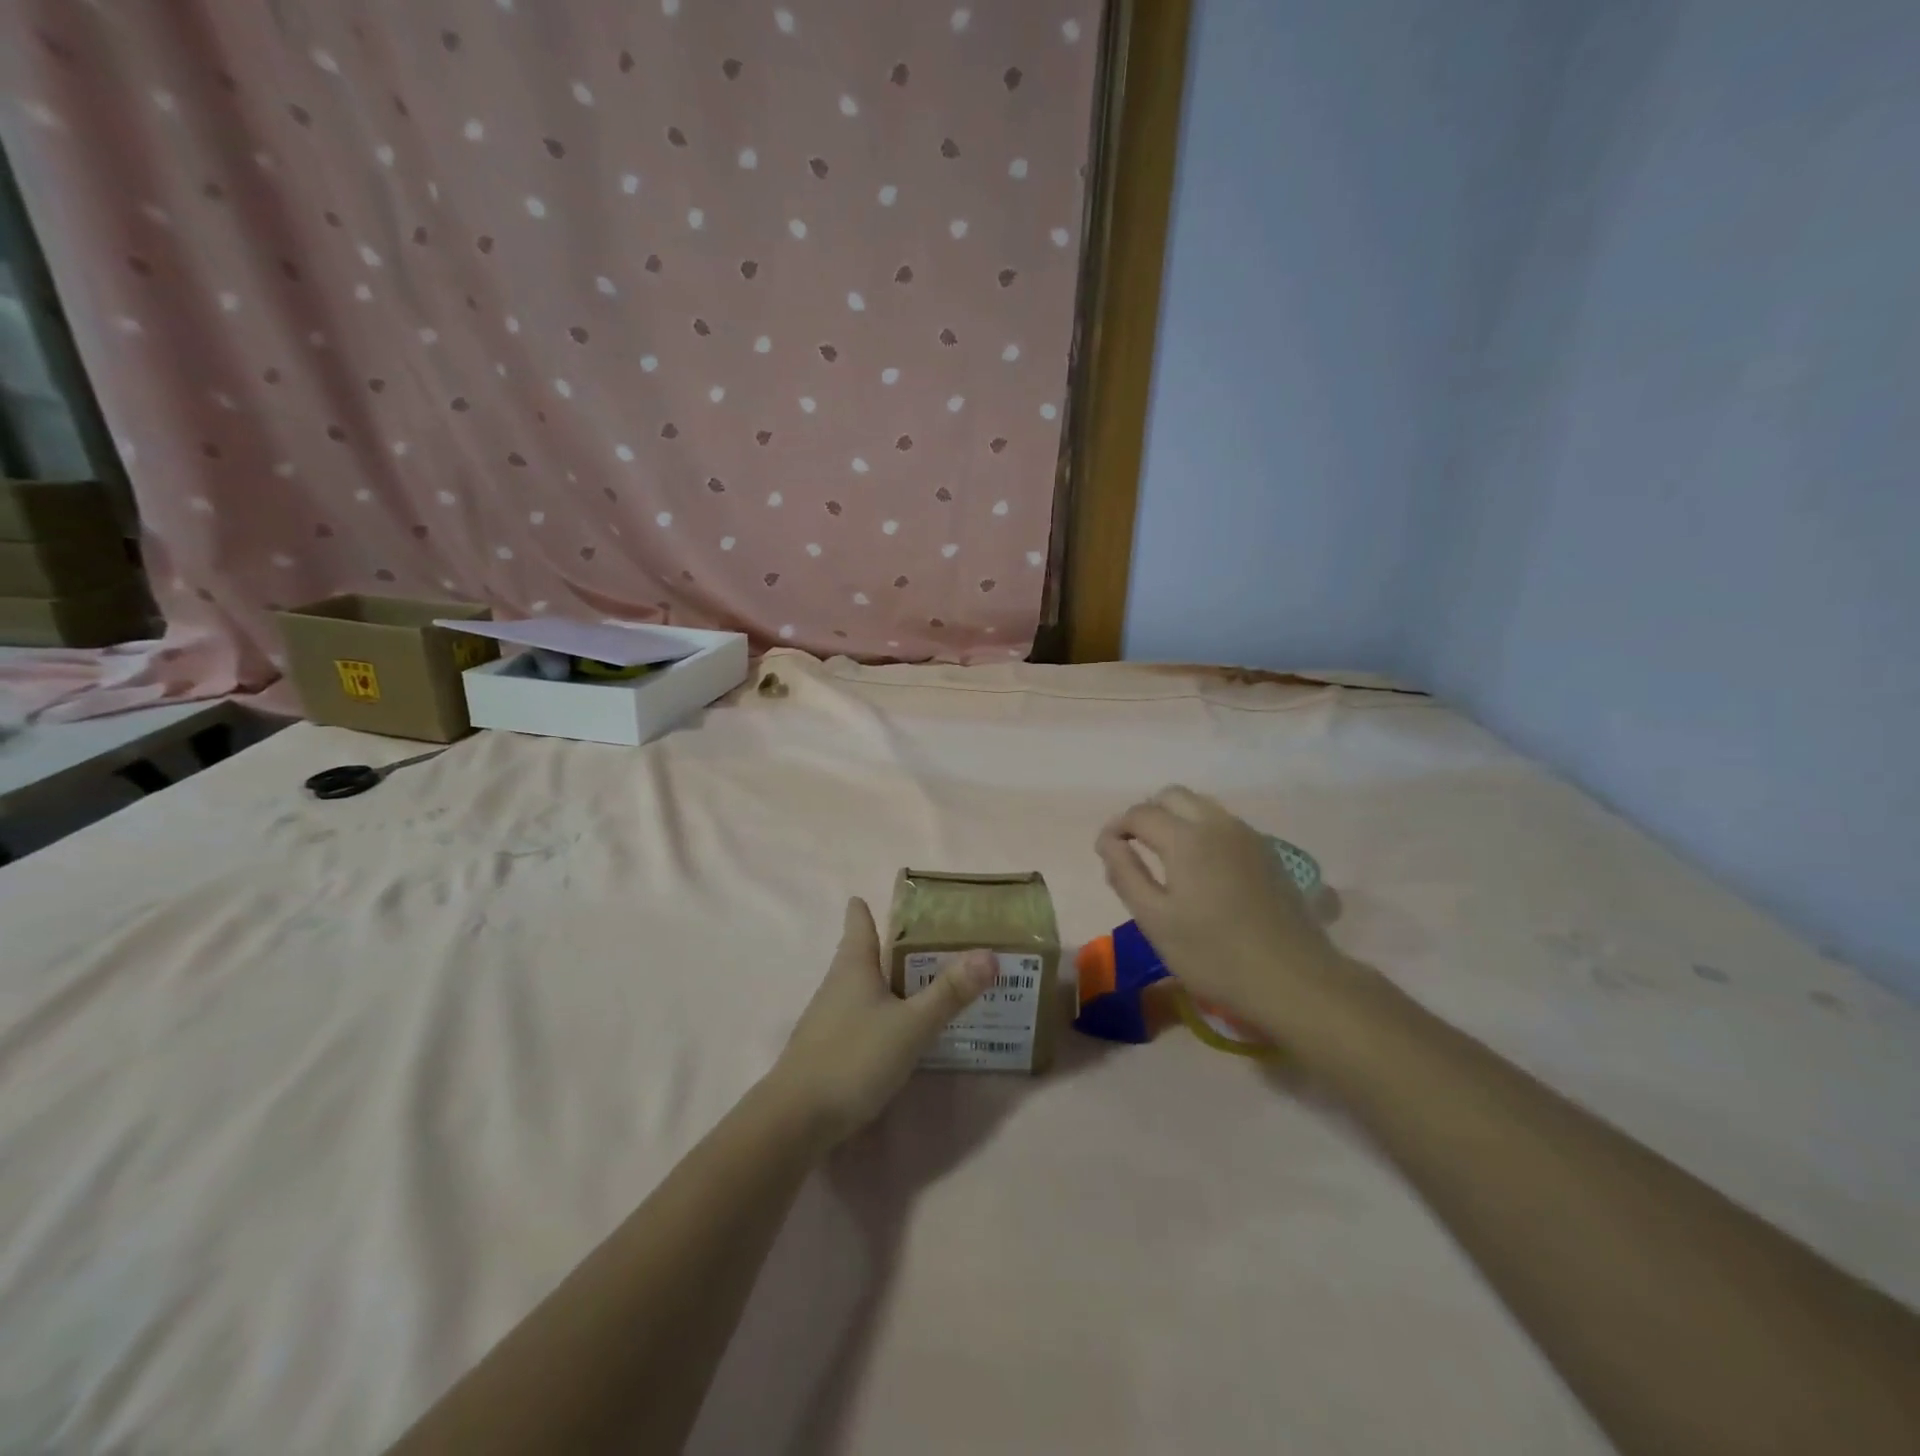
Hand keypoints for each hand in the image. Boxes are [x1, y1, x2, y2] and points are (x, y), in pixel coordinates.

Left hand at [769, 898, 996, 1150]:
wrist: (796, 1119)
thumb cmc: (854, 1057)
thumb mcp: (911, 1025)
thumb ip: (950, 992)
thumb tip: (989, 954)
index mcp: (853, 966)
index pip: (858, 922)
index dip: (866, 908)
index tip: (877, 897)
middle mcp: (837, 984)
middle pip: (861, 954)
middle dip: (888, 946)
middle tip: (926, 940)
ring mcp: (828, 1018)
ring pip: (861, 987)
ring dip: (887, 981)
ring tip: (921, 982)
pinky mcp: (827, 1049)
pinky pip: (860, 1017)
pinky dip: (880, 1013)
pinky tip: (898, 1029)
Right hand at [1096, 786, 1372, 1041]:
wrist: (1294, 979)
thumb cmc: (1214, 955)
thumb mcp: (1155, 921)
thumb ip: (1126, 874)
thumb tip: (1108, 842)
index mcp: (1185, 838)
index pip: (1140, 813)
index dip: (1116, 828)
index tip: (1106, 851)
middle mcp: (1217, 824)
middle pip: (1172, 796)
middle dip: (1147, 814)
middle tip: (1134, 848)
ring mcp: (1248, 835)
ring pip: (1201, 805)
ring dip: (1176, 819)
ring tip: (1166, 858)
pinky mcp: (1268, 852)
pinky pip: (1224, 824)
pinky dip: (1202, 830)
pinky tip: (1202, 869)